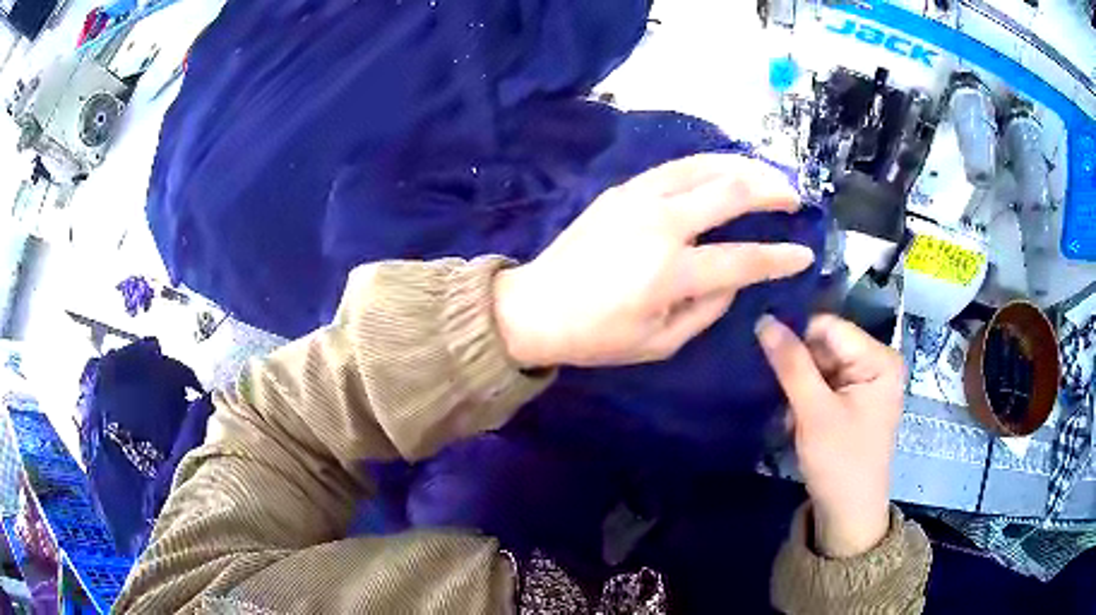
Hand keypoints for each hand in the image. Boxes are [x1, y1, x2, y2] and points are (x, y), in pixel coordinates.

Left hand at [493, 153, 814, 367]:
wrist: (535, 306)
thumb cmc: (598, 336)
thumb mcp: (660, 342)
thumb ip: (708, 308)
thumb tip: (735, 277)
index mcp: (669, 271)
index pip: (742, 259)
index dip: (780, 258)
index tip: (804, 254)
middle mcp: (659, 223)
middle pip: (730, 192)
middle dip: (771, 192)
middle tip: (795, 197)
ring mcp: (637, 198)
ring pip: (703, 166)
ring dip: (743, 166)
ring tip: (768, 173)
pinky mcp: (621, 189)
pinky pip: (675, 167)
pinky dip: (708, 164)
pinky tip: (724, 169)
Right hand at [756, 314, 904, 557]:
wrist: (848, 515)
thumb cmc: (840, 462)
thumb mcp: (814, 412)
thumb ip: (791, 364)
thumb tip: (763, 319)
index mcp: (879, 358)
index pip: (829, 327)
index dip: (795, 334)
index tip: (759, 345)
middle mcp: (876, 363)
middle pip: (826, 345)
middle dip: (797, 364)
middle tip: (769, 385)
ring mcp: (866, 382)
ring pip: (821, 365)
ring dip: (798, 384)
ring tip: (783, 409)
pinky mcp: (854, 400)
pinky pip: (824, 383)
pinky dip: (805, 397)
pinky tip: (793, 416)